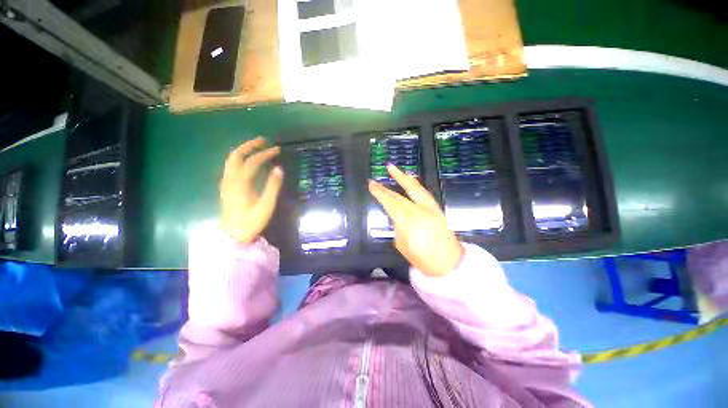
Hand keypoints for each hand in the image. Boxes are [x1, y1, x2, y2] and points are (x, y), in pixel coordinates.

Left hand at [220, 137, 283, 243]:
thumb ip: (272, 186)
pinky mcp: (226, 188)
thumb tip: (279, 169)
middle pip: (235, 156)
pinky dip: (240, 159)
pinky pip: (231, 167)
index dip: (264, 154)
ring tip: (256, 147)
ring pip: (231, 160)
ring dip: (243, 151)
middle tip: (263, 140)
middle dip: (249, 145)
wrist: (232, 236)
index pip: (252, 162)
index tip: (277, 149)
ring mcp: (226, 183)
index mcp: (240, 183)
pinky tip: (247, 162)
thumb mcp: (266, 205)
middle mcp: (230, 179)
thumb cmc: (251, 222)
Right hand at [368, 165, 462, 276]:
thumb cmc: (423, 259)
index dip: (380, 193)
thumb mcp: (403, 245)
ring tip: (393, 168)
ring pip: (414, 188)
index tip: (371, 185)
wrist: (450, 263)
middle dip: (386, 187)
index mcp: (409, 223)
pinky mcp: (437, 208)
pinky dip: (415, 183)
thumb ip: (398, 228)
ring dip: (402, 177)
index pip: (391, 203)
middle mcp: (420, 211)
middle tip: (375, 180)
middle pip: (400, 196)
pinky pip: (424, 192)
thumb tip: (395, 217)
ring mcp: (430, 208)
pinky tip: (411, 179)